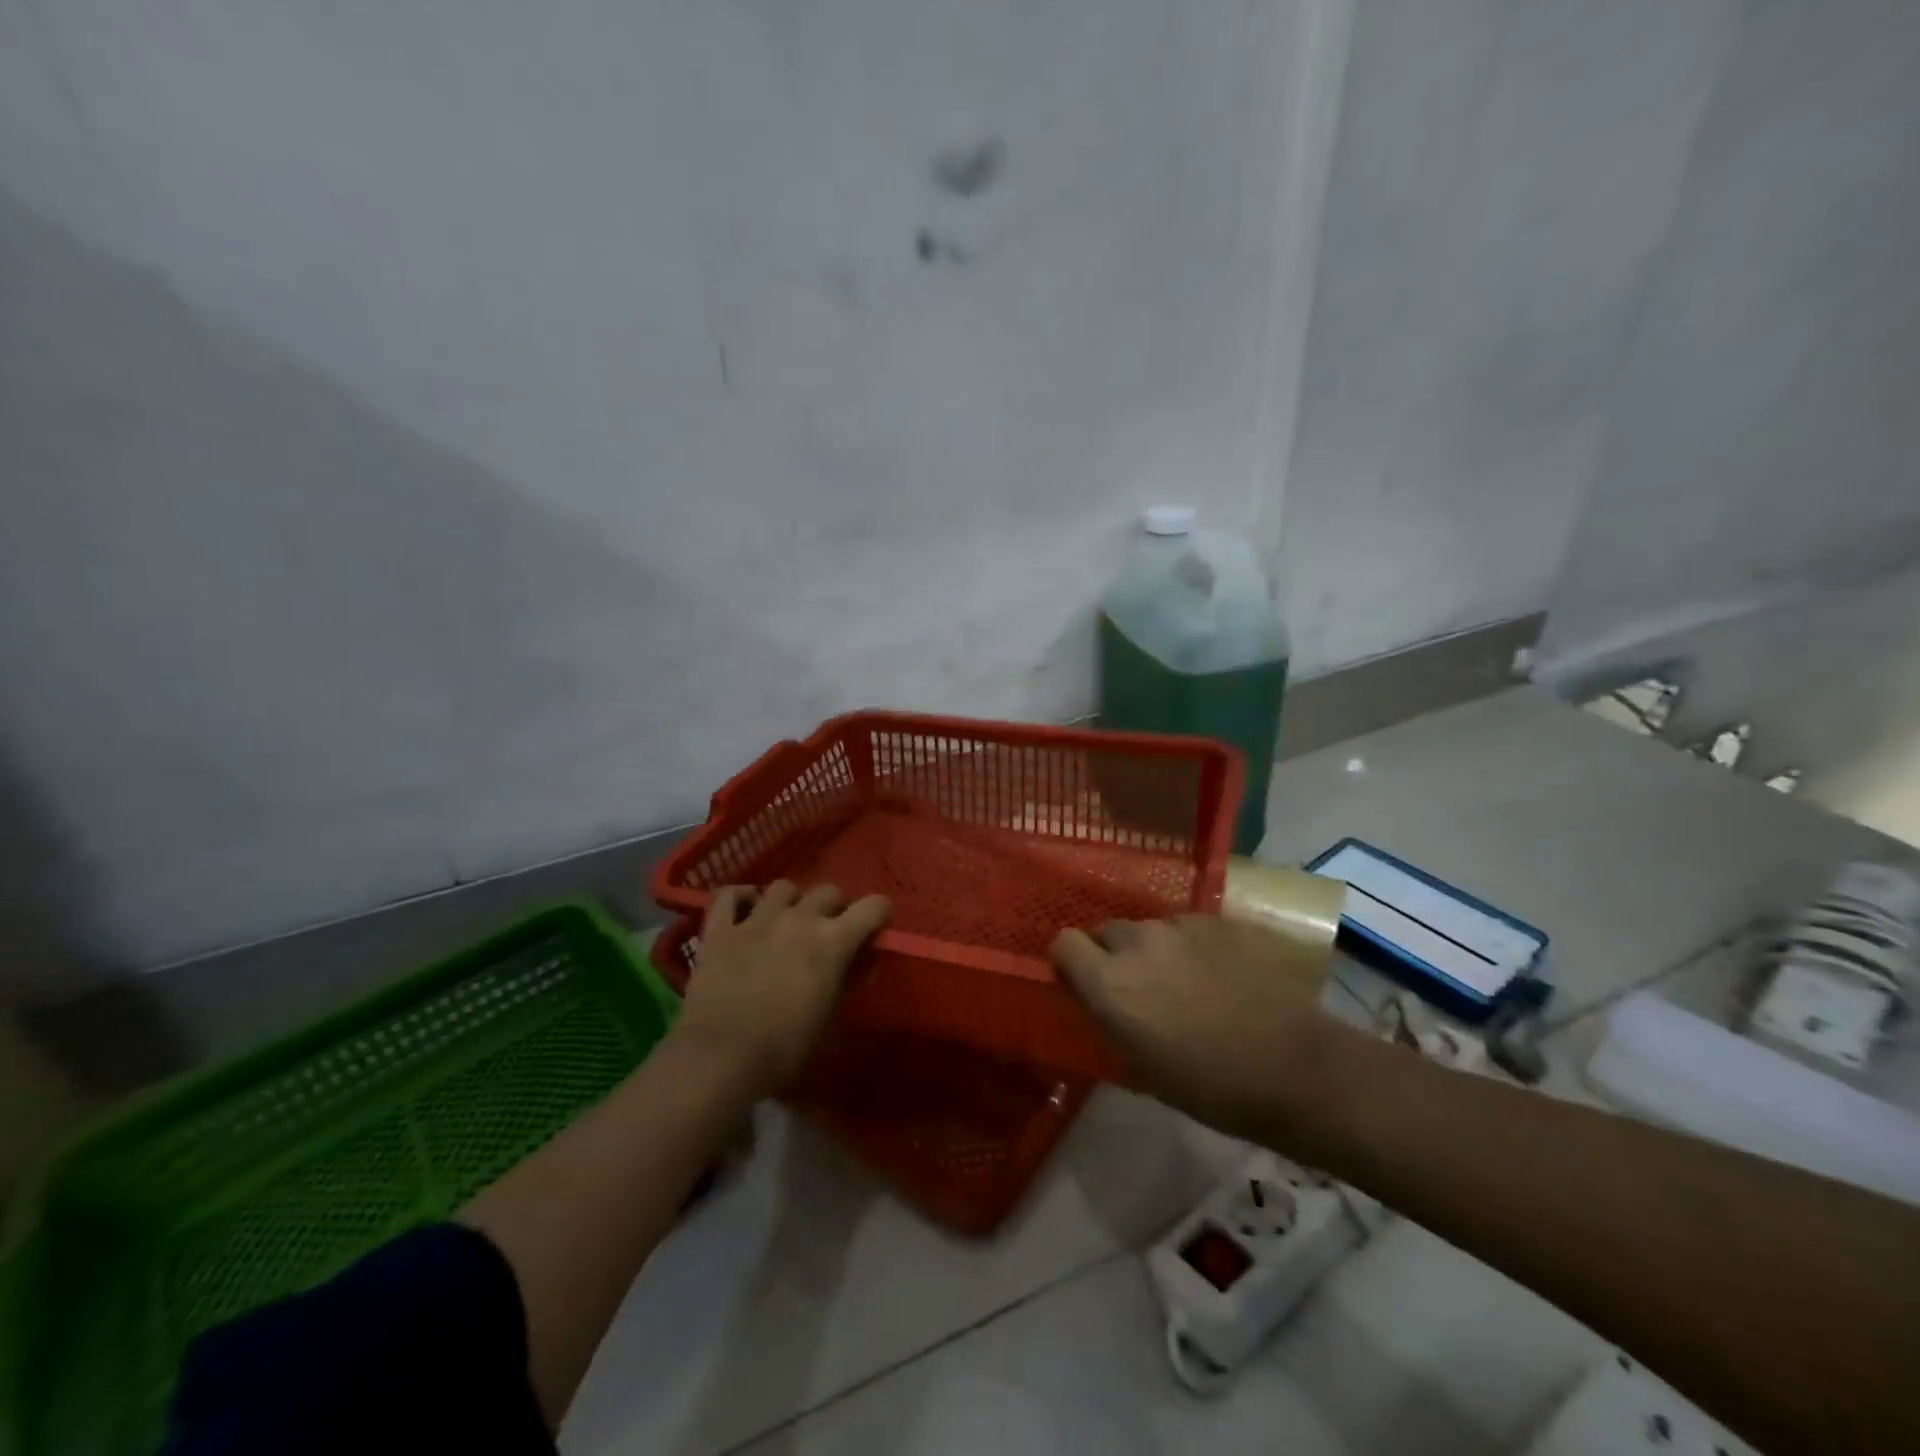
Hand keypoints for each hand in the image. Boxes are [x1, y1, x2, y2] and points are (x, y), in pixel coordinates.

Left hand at [675, 880, 889, 1097]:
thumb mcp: (830, 1020)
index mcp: (833, 942)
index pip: (874, 906)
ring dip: (791, 902)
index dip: (878, 916)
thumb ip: (847, 981)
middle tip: (826, 933)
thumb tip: (860, 962)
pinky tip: (745, 912)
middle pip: (828, 891)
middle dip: (833, 908)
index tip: (873, 931)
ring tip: (785, 923)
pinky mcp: (719, 929)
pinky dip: (741, 898)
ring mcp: (756, 919)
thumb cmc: (784, 1050)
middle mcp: (799, 918)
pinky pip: (730, 894)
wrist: (720, 1061)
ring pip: (783, 887)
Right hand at [1050, 915, 1332, 1140]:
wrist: (1294, 1067)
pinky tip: (1220, 975)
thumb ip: (1110, 1019)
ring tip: (1186, 982)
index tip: (1083, 982)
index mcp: (1109, 982)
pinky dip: (1193, 947)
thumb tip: (1097, 999)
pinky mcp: (1220, 921)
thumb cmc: (1210, 1086)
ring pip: (1150, 929)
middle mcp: (1137, 942)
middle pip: (1107, 931)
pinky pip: (1190, 928)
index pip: (1063, 943)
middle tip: (1139, 987)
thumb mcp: (1141, 1067)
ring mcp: (1181, 926)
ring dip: (1155, 951)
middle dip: (1113, 954)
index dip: (1070, 961)